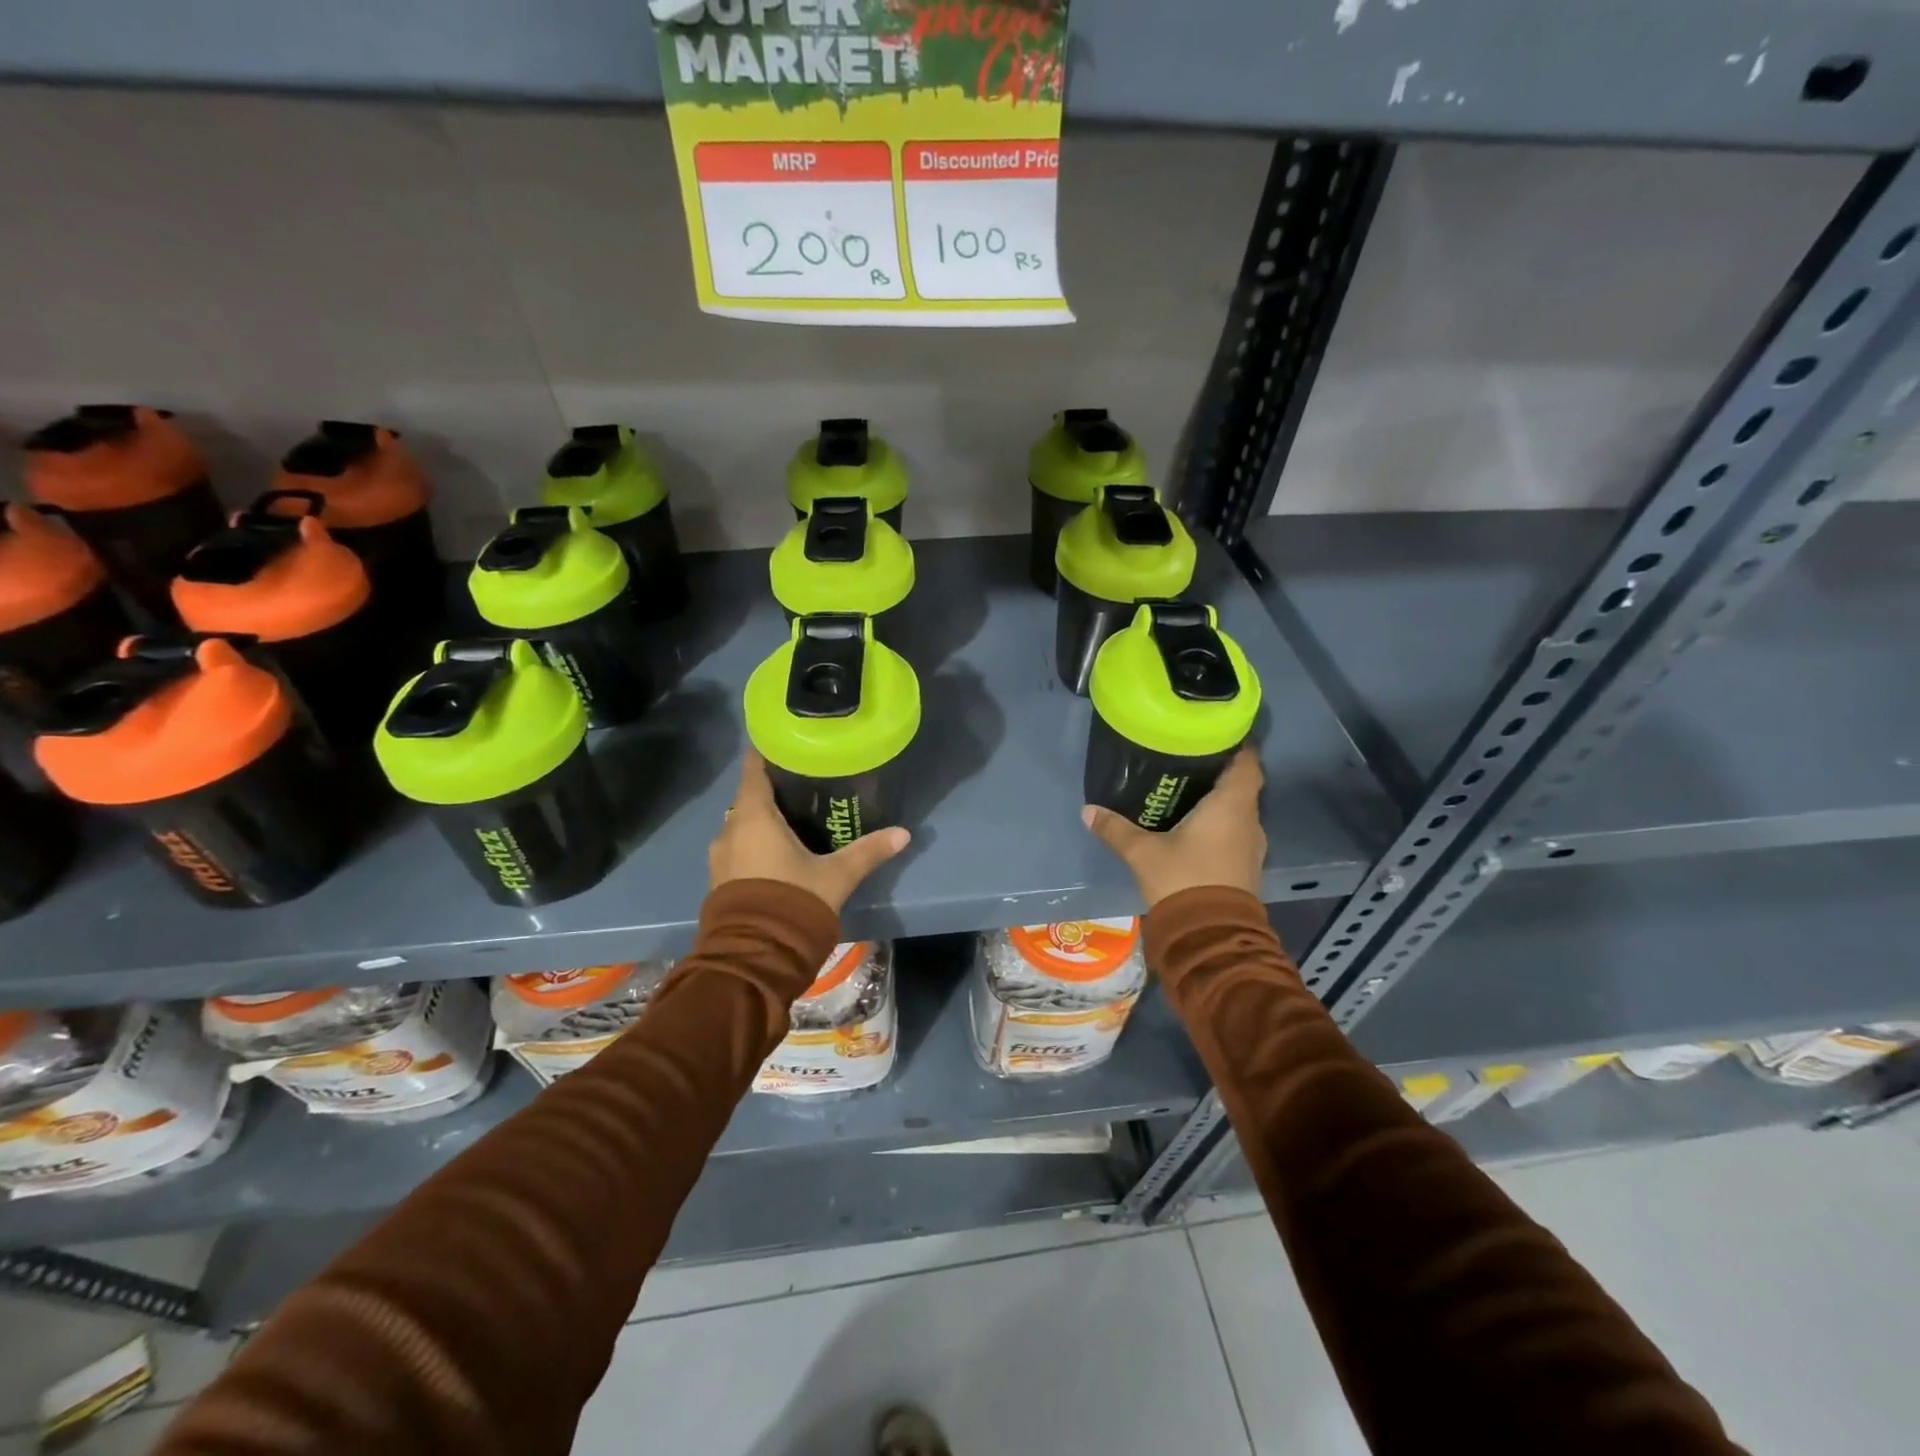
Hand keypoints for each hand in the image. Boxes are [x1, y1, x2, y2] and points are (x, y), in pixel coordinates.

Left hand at [709, 751, 910, 912]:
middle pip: (749, 796)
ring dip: (763, 818)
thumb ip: (868, 851)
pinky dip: (756, 841)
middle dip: (773, 788)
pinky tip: (780, 850)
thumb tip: (903, 834)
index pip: (753, 768)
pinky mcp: (719, 879)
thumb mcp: (836, 876)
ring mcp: (720, 856)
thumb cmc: (793, 902)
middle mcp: (730, 829)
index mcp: (753, 816)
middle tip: (805, 782)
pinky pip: (738, 846)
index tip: (787, 742)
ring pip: (743, 823)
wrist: (755, 957)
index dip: (768, 752)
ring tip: (796, 816)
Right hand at [1082, 746, 1264, 908]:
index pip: (1247, 762)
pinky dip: (1221, 823)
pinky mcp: (1246, 866)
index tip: (1218, 732)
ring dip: (1221, 800)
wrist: (1210, 935)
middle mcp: (1248, 820)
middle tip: (1190, 759)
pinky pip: (1236, 832)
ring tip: (1189, 790)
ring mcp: (1251, 846)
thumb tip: (1088, 809)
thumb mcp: (1143, 852)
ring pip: (1240, 810)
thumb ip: (1116, 829)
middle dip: (1221, 771)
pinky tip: (1195, 825)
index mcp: (1231, 805)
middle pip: (1243, 785)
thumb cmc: (1183, 879)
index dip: (1238, 744)